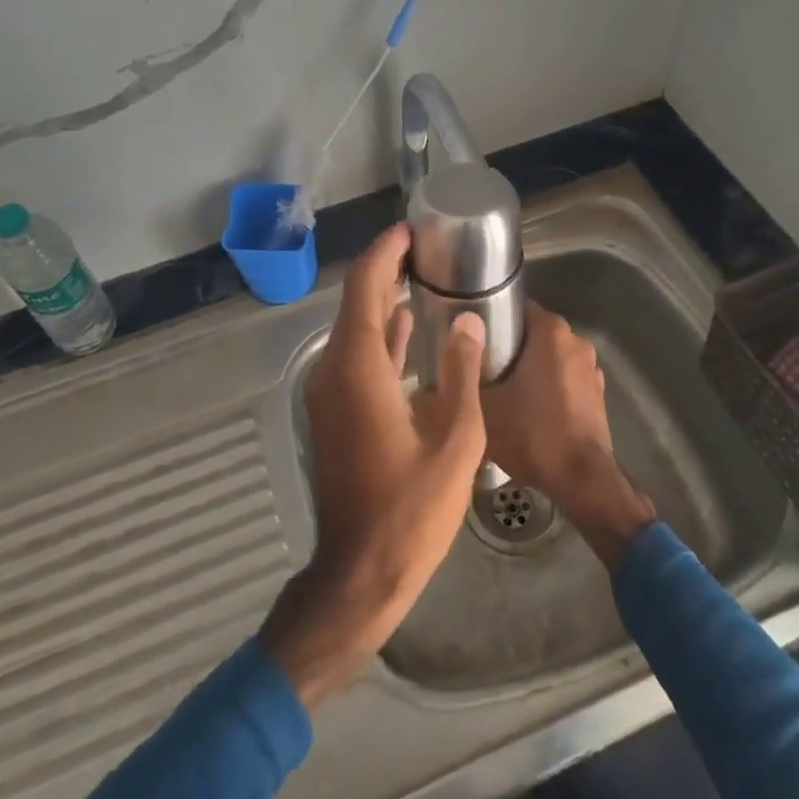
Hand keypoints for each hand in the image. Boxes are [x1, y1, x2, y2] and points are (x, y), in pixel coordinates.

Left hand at [260, 224, 487, 707]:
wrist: (361, 569)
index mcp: (359, 367)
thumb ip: (460, 371)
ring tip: (425, 275)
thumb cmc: (412, 508)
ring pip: (356, 327)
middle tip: (428, 248)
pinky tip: (408, 325)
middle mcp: (335, 368)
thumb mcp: (455, 439)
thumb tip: (467, 320)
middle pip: (357, 300)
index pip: (365, 285)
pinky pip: (357, 355)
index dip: (386, 250)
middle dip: (388, 268)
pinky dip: (380, 334)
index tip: (414, 229)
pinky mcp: (335, 410)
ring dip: (384, 299)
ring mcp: (331, 391)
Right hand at [481, 301, 655, 568]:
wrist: (581, 480)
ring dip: (529, 367)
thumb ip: (460, 382)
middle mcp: (575, 340)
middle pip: (532, 332)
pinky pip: (565, 378)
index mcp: (550, 332)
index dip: (491, 319)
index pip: (515, 307)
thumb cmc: (532, 434)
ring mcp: (591, 368)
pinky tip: (528, 407)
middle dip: (508, 345)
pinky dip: (548, 386)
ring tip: (500, 388)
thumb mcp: (482, 408)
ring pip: (549, 356)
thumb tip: (431, 374)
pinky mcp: (598, 393)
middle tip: (478, 365)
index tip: (470, 336)